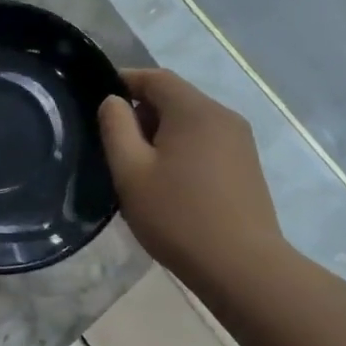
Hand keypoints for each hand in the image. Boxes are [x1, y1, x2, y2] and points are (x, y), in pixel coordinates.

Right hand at [97, 68, 283, 282]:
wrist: (242, 267)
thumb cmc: (178, 216)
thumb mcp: (131, 172)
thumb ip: (116, 128)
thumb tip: (113, 101)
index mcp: (195, 111)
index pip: (155, 78)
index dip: (124, 81)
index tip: (98, 100)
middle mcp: (223, 116)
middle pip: (174, 98)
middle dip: (141, 112)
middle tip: (114, 145)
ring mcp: (240, 141)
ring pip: (190, 122)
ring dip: (161, 134)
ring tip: (139, 168)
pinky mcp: (246, 166)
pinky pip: (206, 142)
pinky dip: (182, 149)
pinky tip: (170, 183)